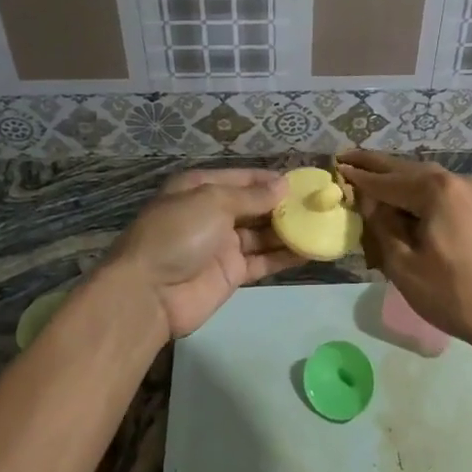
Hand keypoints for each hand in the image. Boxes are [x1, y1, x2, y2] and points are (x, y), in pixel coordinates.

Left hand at [99, 168, 302, 340]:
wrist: (148, 294)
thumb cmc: (177, 234)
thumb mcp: (212, 202)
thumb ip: (251, 196)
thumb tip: (283, 186)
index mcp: (200, 188)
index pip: (242, 178)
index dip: (270, 180)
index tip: (303, 182)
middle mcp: (212, 213)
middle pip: (254, 206)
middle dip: (284, 205)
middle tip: (319, 204)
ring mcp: (222, 245)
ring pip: (262, 233)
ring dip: (289, 230)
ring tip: (322, 224)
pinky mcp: (231, 273)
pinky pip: (263, 259)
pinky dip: (285, 255)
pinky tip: (311, 250)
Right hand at [338, 151, 471, 353]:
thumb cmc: (453, 294)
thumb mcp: (404, 264)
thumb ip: (382, 225)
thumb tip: (369, 200)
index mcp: (437, 189)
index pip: (387, 180)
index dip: (359, 176)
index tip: (336, 166)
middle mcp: (458, 181)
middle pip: (408, 171)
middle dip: (378, 167)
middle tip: (348, 157)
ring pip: (427, 181)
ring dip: (399, 181)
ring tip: (371, 176)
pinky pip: (443, 194)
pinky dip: (419, 194)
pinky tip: (404, 199)